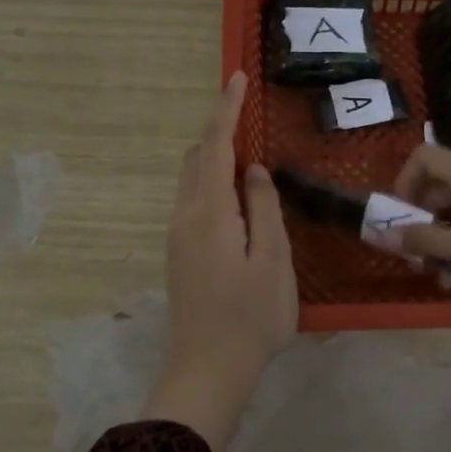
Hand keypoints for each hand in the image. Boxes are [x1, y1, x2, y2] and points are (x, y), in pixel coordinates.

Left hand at [145, 73, 297, 451]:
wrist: (206, 373)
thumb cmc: (250, 319)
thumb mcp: (273, 262)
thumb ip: (264, 209)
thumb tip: (255, 171)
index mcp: (209, 212)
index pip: (214, 146)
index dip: (226, 110)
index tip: (236, 77)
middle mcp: (184, 216)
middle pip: (196, 159)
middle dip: (219, 131)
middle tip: (250, 118)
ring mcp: (177, 236)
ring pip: (192, 181)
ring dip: (216, 159)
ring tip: (250, 156)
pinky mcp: (180, 254)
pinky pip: (194, 201)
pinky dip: (213, 183)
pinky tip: (238, 198)